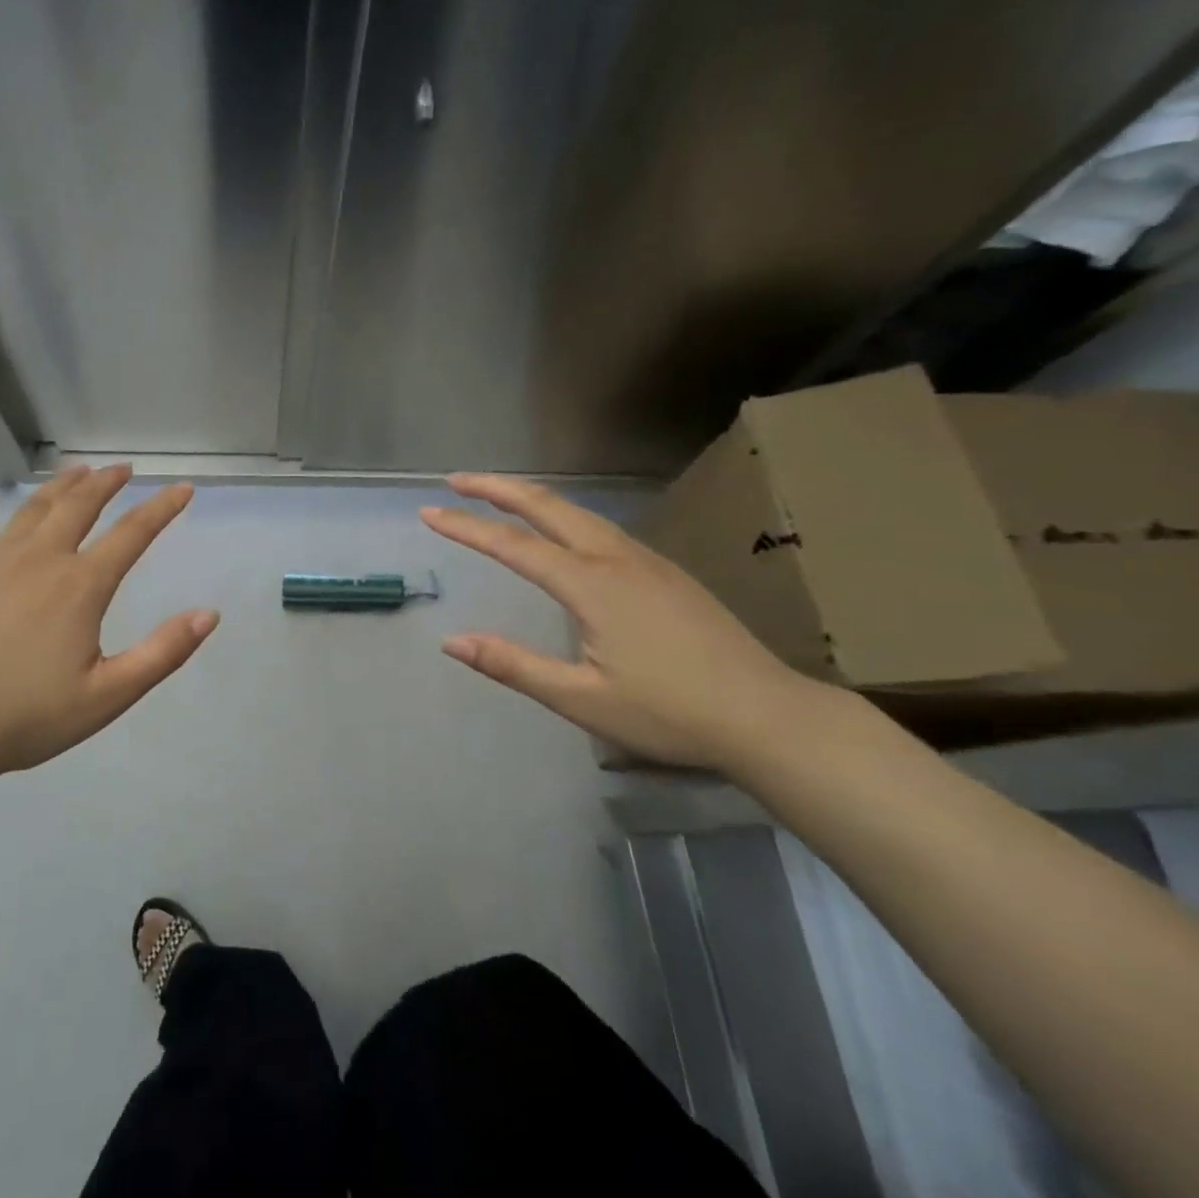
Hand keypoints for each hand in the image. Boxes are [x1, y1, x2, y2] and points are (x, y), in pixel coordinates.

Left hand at [0, 464, 217, 785]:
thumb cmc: (29, 717)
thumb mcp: (109, 694)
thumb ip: (163, 652)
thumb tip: (209, 614)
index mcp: (80, 585)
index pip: (132, 533)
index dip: (162, 508)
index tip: (182, 489)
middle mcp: (40, 560)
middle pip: (78, 506)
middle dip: (105, 483)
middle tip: (122, 469)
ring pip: (31, 510)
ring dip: (58, 487)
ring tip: (75, 472)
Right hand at [421, 473, 831, 771]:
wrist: (769, 717)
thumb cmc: (671, 713)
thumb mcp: (582, 700)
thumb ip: (514, 666)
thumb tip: (452, 642)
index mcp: (591, 584)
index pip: (512, 545)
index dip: (466, 527)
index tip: (429, 513)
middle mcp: (616, 558)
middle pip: (547, 505)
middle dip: (497, 488)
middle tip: (456, 481)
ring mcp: (646, 560)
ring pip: (578, 511)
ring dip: (530, 497)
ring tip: (497, 496)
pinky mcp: (665, 571)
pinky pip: (600, 526)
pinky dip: (562, 514)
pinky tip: (560, 531)